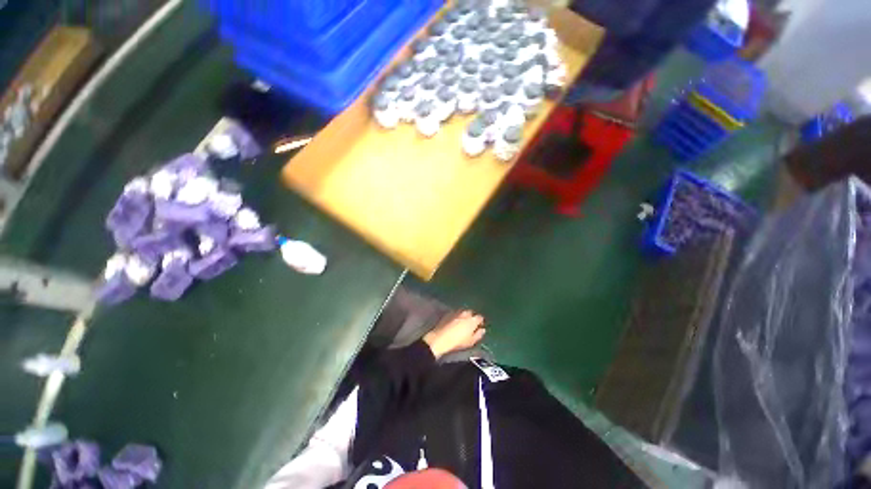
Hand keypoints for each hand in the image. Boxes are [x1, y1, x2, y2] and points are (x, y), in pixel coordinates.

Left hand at [423, 310, 485, 359]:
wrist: (440, 339)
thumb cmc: (458, 342)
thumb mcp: (471, 341)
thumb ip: (478, 335)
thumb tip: (482, 330)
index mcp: (473, 320)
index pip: (480, 318)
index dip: (480, 322)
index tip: (479, 327)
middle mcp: (465, 314)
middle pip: (471, 313)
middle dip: (471, 317)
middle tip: (470, 325)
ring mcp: (455, 313)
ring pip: (462, 312)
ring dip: (463, 316)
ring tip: (462, 324)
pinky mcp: (447, 314)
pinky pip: (454, 314)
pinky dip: (456, 317)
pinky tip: (454, 323)